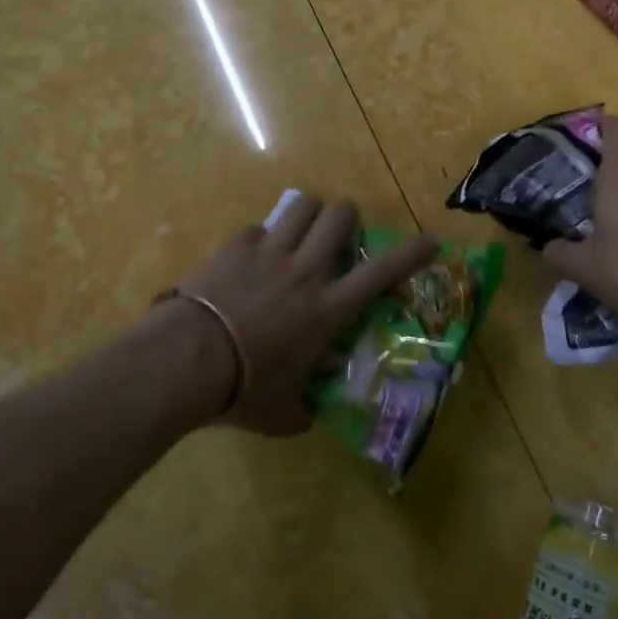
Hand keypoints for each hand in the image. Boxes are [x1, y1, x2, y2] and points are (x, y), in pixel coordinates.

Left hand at [172, 195, 436, 435]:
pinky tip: (250, 258)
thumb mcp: (281, 411)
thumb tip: (309, 412)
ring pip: (303, 206)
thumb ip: (303, 408)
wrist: (187, 359)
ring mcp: (270, 252)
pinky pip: (258, 228)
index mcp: (327, 309)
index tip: (429, 241)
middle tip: (340, 233)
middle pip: (340, 215)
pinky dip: (261, 239)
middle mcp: (306, 271)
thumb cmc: (242, 388)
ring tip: (301, 230)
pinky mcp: (237, 245)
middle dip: (347, 216)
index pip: (381, 273)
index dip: (411, 253)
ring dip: (309, 213)